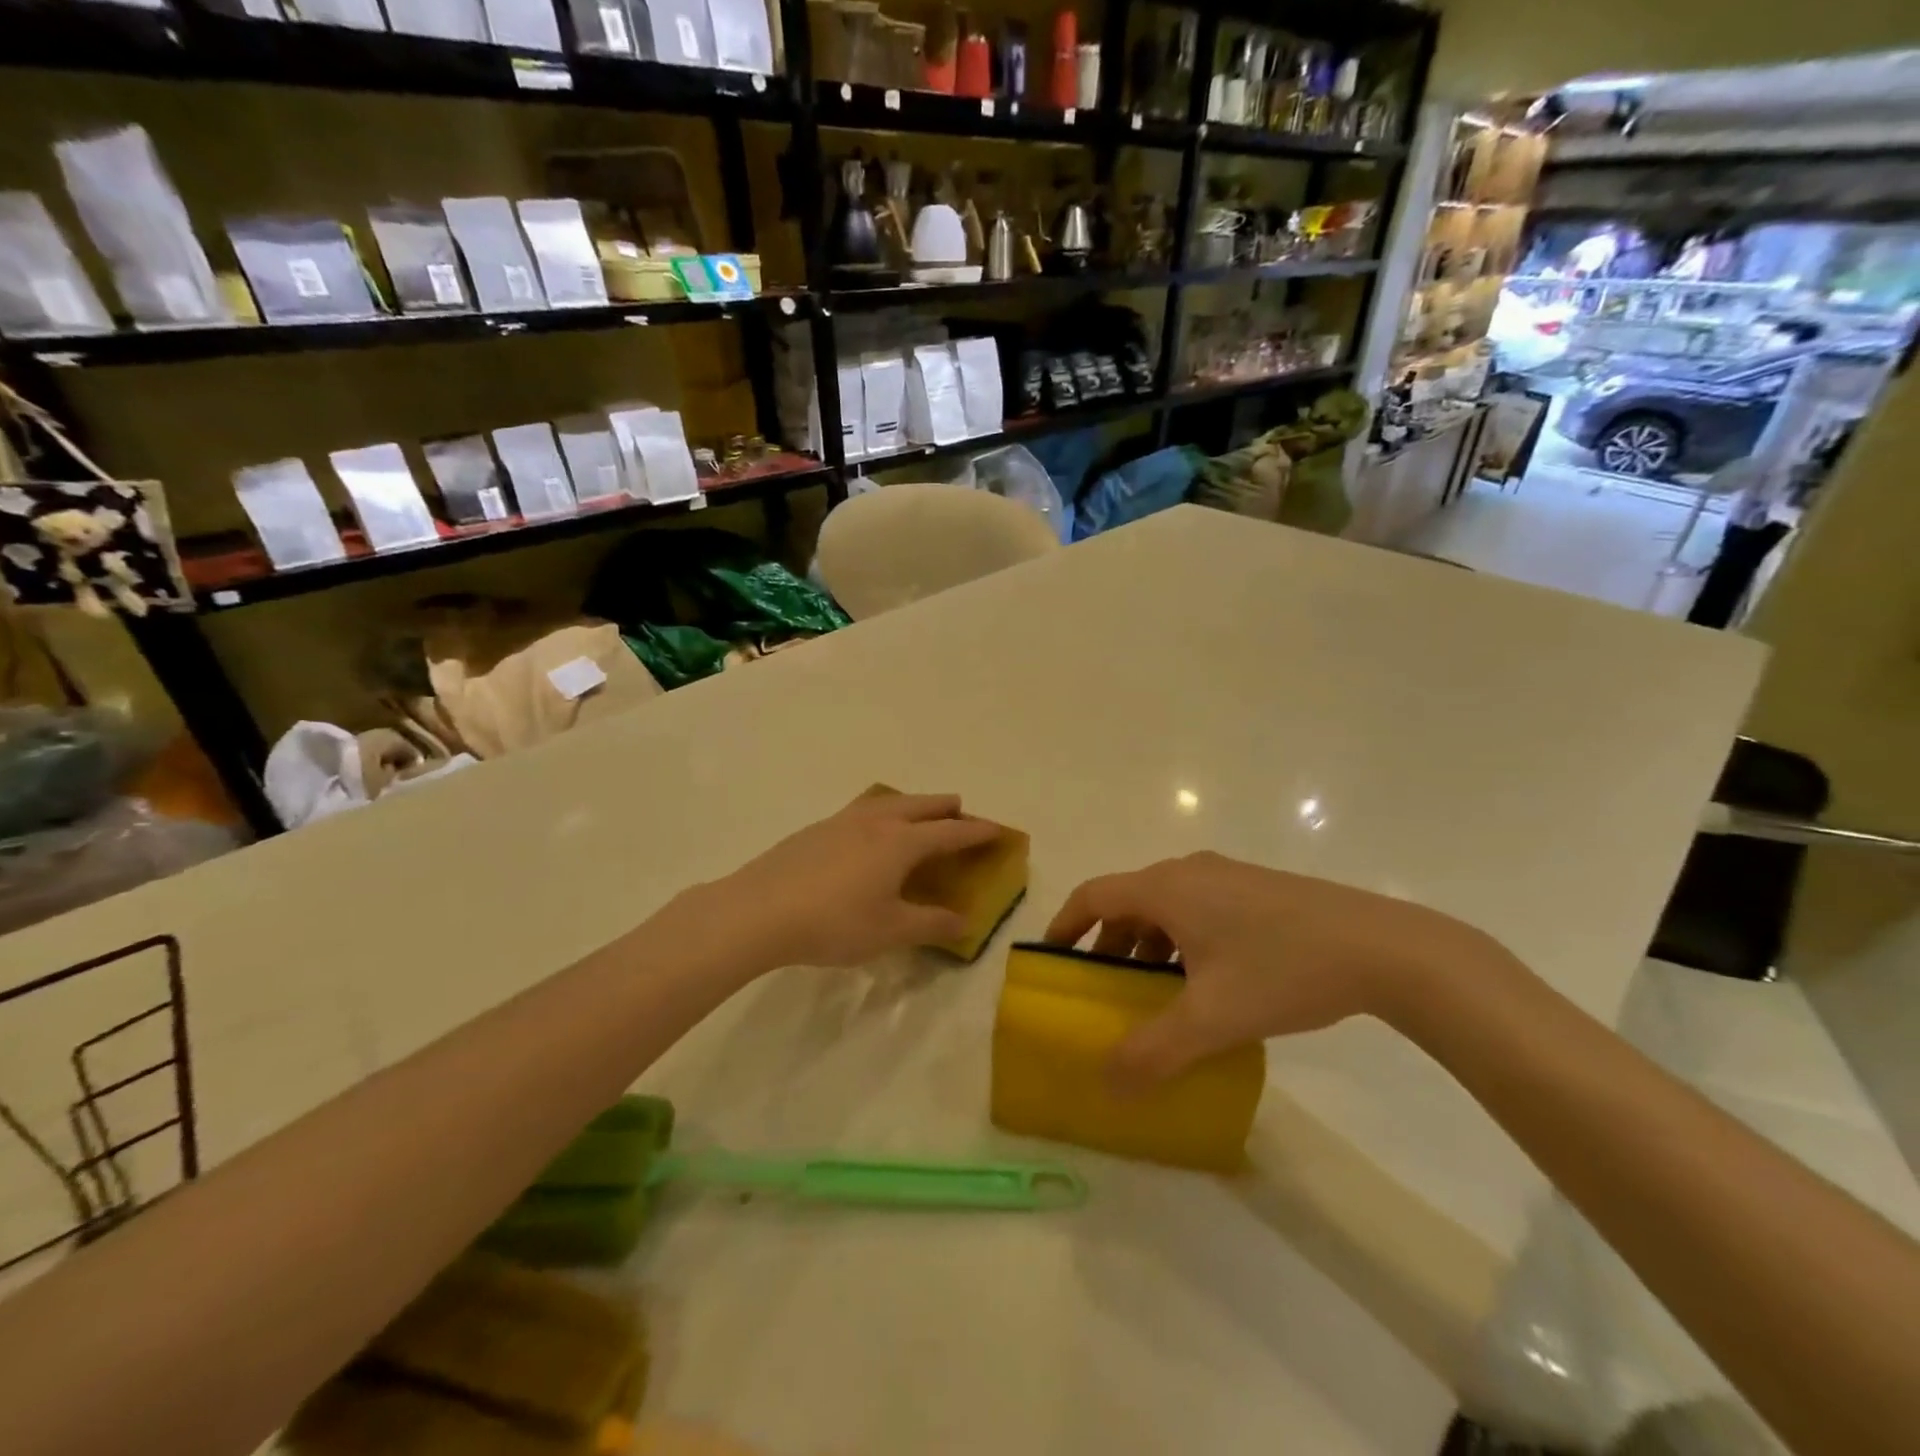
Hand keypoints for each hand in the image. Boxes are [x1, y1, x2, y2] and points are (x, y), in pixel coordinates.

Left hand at [696, 791, 1002, 970]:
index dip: (977, 831)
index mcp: (901, 842)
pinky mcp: (815, 830)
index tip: (998, 830)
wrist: (758, 911)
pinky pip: (861, 811)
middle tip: (962, 813)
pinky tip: (867, 833)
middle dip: (947, 808)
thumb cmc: (834, 923)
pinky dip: (881, 813)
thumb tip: (966, 922)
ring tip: (917, 814)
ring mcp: (842, 821)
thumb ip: (932, 924)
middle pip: (921, 805)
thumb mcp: (891, 931)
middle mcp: (876, 822)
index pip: (950, 832)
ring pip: (888, 801)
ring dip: (912, 804)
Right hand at [1045, 852, 1492, 1086]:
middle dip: (1108, 946)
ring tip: (1154, 995)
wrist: (1382, 948)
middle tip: (1103, 991)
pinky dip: (1182, 941)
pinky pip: (1198, 909)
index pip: (1094, 895)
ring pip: (1166, 908)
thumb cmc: (1283, 970)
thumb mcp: (1212, 1018)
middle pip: (1128, 902)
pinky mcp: (1257, 890)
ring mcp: (1227, 877)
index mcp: (1166, 888)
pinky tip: (1207, 983)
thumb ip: (1153, 1052)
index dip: (1065, 925)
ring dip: (1148, 947)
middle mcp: (1189, 871)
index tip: (1051, 960)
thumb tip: (1107, 1083)